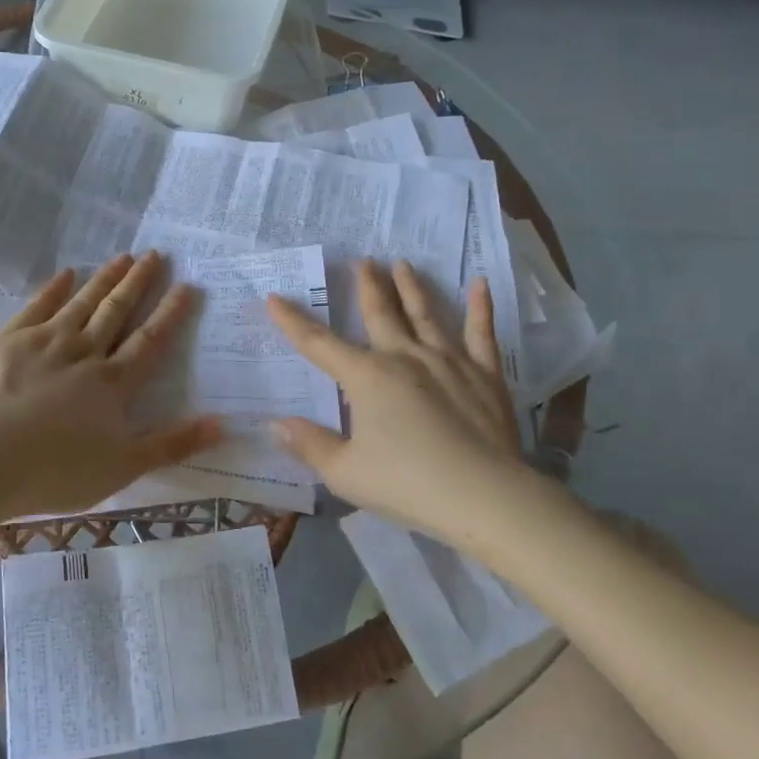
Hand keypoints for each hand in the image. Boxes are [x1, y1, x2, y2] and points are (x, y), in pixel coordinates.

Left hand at [0, 251, 221, 518]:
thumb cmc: (56, 470)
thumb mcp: (124, 467)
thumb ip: (173, 444)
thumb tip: (224, 423)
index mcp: (113, 383)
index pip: (150, 341)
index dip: (170, 313)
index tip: (186, 285)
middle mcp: (85, 352)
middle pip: (117, 312)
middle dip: (138, 283)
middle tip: (155, 254)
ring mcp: (46, 341)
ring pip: (83, 303)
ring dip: (104, 279)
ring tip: (123, 256)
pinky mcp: (11, 340)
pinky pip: (38, 306)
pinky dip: (54, 289)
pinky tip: (65, 273)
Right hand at [265, 260, 539, 532]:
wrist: (484, 497)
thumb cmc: (407, 485)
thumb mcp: (345, 473)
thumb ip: (310, 444)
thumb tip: (276, 423)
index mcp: (366, 377)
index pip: (319, 344)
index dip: (292, 321)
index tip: (274, 298)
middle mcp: (404, 357)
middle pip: (380, 313)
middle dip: (367, 287)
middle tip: (362, 261)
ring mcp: (448, 360)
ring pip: (425, 314)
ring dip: (411, 287)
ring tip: (402, 264)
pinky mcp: (484, 374)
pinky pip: (481, 332)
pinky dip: (480, 307)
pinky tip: (480, 284)